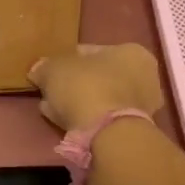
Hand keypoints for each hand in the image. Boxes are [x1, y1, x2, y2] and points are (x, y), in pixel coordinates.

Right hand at [28, 43, 163, 131]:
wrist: (107, 134)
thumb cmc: (85, 87)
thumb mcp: (54, 69)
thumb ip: (44, 66)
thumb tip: (38, 70)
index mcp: (132, 51)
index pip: (91, 51)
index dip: (66, 60)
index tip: (50, 72)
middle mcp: (145, 76)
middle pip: (99, 76)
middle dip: (75, 83)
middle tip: (52, 92)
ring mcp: (144, 105)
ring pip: (101, 99)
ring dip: (80, 103)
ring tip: (55, 110)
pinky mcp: (136, 130)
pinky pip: (105, 119)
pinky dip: (88, 119)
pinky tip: (68, 124)